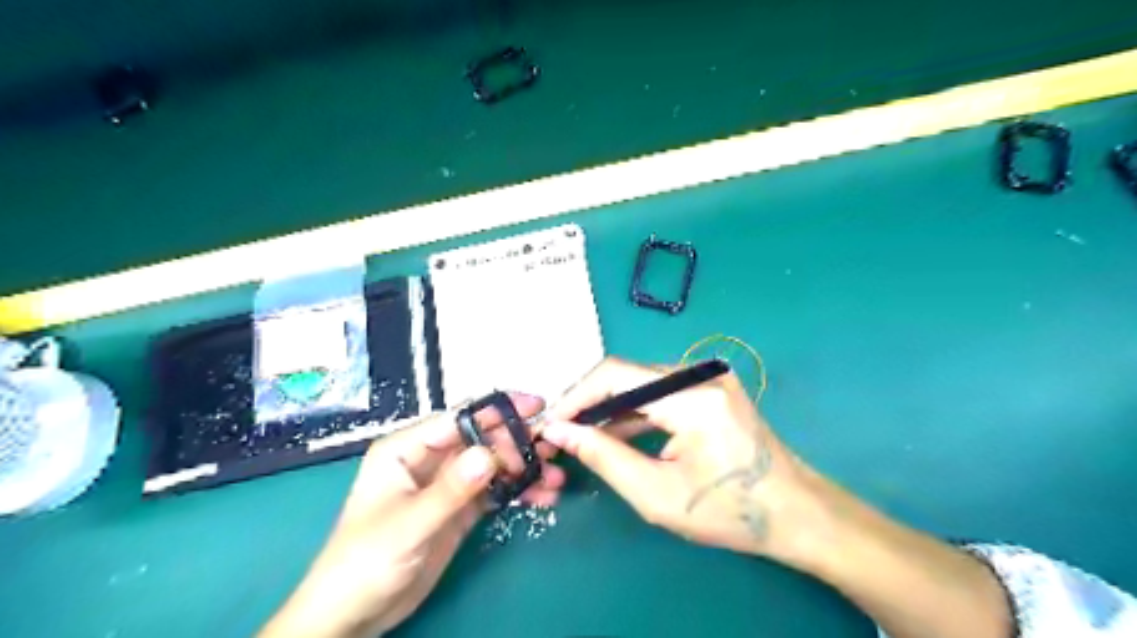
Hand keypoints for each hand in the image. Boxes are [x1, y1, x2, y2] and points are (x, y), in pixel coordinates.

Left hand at [259, 393, 562, 636]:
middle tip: (551, 449)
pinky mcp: (459, 509)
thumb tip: (491, 454)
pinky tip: (542, 497)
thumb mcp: (409, 525)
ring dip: (523, 469)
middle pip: (481, 440)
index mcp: (406, 449)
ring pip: (492, 465)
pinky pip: (493, 491)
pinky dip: (517, 491)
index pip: (458, 419)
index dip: (497, 411)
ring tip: (554, 477)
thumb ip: (450, 490)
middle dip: (517, 442)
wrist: (354, 616)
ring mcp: (447, 485)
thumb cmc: (365, 562)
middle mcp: (429, 460)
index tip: (536, 408)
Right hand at [540, 357, 816, 560]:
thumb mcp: (657, 494)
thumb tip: (560, 432)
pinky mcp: (711, 386)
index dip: (577, 395)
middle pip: (627, 374)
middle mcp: (700, 374)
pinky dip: (635, 409)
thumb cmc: (728, 511)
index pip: (616, 376)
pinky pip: (660, 390)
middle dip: (590, 401)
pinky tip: (614, 430)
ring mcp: (708, 376)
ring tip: (580, 433)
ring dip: (610, 406)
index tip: (551, 422)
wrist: (794, 510)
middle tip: (562, 430)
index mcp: (692, 397)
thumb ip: (603, 457)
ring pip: (641, 380)